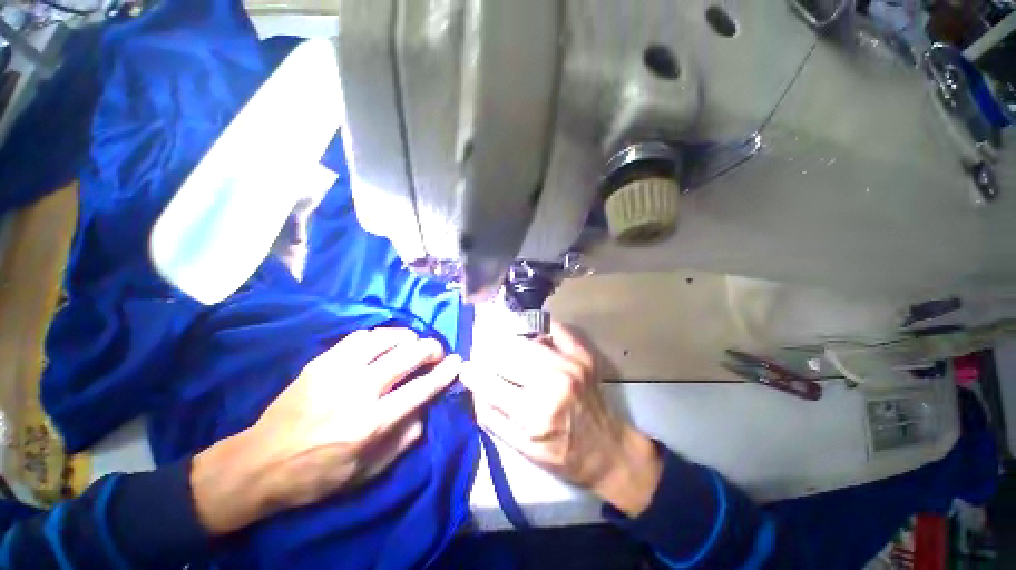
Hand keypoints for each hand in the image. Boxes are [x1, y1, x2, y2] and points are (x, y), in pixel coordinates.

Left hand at [191, 328, 460, 534]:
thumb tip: (425, 410)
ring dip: (407, 337)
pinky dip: (380, 336)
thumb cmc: (317, 474)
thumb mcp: (366, 472)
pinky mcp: (321, 361)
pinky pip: (360, 337)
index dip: (445, 373)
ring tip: (411, 344)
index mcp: (371, 423)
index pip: (421, 389)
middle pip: (407, 355)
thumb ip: (403, 440)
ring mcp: (337, 371)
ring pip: (385, 338)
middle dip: (431, 348)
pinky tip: (382, 344)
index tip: (458, 361)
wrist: (260, 462)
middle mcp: (358, 391)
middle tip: (436, 352)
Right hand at [461, 322, 661, 516]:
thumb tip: (473, 387)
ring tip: (501, 346)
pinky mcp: (582, 355)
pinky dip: (538, 330)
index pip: (490, 383)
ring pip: (525, 339)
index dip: (472, 373)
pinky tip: (530, 336)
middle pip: (507, 353)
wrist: (607, 448)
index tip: (465, 368)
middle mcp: (553, 382)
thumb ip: (492, 418)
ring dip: (508, 342)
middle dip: (488, 353)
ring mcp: (571, 364)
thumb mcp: (521, 449)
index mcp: (535, 413)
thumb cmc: (562, 454)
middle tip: (482, 354)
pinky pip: (555, 329)